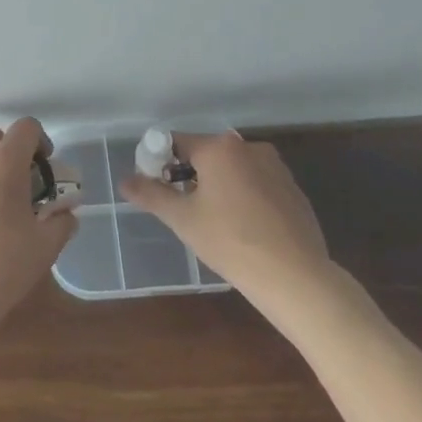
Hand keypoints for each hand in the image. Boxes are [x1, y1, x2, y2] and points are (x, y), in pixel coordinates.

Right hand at [120, 131, 332, 298]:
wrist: (297, 278)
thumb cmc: (231, 243)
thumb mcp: (183, 220)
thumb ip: (151, 195)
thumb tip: (124, 180)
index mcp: (218, 148)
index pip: (176, 142)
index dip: (160, 162)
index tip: (157, 189)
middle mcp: (247, 147)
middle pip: (206, 154)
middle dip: (191, 176)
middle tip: (184, 210)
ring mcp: (275, 167)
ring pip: (233, 169)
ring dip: (219, 186)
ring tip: (216, 222)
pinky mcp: (293, 189)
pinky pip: (257, 184)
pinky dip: (245, 197)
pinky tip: (246, 229)